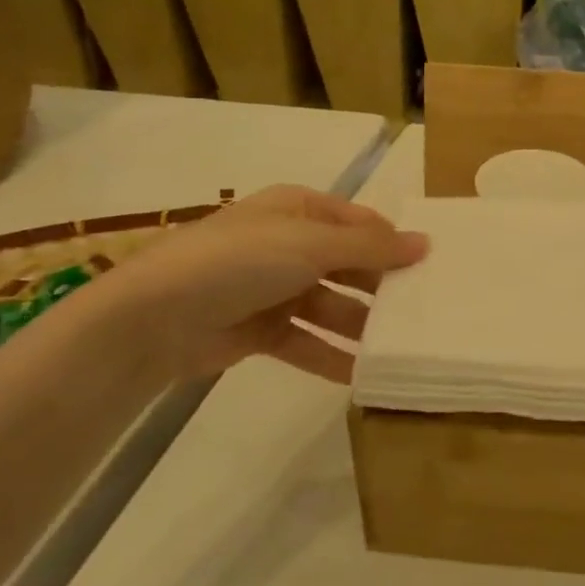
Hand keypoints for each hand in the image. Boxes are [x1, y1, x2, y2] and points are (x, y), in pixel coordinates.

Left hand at [102, 186, 426, 383]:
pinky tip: (363, 375)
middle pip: (348, 265)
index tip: (431, 268)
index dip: (393, 242)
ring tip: (401, 347)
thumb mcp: (312, 245)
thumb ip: (372, 249)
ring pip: (332, 306)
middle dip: (382, 287)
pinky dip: (332, 356)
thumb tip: (426, 243)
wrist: (153, 318)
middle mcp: (288, 244)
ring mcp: (274, 288)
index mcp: (298, 210)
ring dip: (361, 326)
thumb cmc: (239, 262)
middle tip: (424, 310)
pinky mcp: (260, 330)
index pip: (359, 223)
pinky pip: (307, 341)